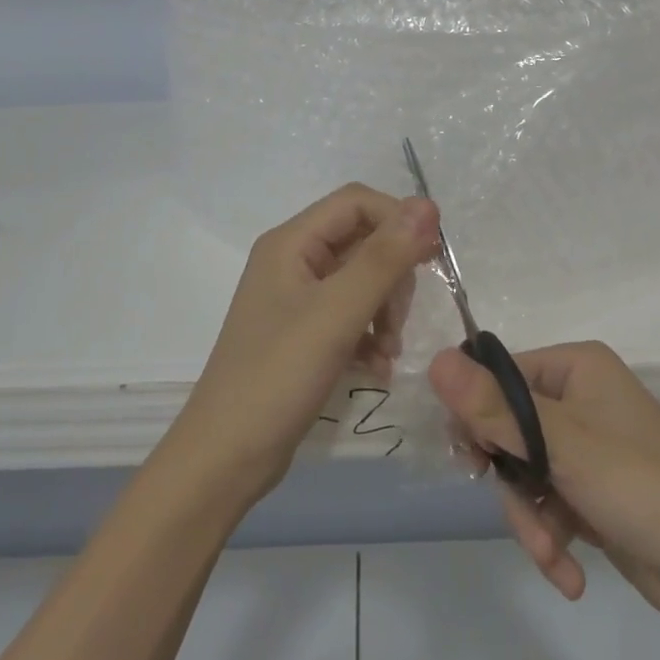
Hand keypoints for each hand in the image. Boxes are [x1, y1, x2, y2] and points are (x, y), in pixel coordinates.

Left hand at [168, 185, 439, 508]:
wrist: (227, 456)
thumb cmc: (279, 375)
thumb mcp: (337, 313)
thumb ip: (384, 258)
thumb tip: (427, 204)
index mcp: (291, 242)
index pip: (356, 203)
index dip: (398, 220)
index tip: (432, 259)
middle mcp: (292, 261)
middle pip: (362, 241)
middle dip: (391, 275)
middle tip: (399, 320)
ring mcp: (296, 299)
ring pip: (361, 281)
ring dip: (386, 310)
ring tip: (390, 350)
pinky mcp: (303, 333)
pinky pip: (350, 315)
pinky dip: (370, 335)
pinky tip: (378, 367)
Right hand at [429, 341, 659, 632]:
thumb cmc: (642, 487)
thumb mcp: (562, 445)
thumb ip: (493, 406)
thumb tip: (434, 359)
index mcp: (576, 367)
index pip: (498, 376)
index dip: (477, 416)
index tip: (472, 458)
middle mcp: (580, 398)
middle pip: (507, 429)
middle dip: (510, 480)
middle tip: (518, 508)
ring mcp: (587, 448)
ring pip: (523, 472)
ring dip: (530, 518)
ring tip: (552, 553)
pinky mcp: (593, 491)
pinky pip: (548, 503)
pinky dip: (551, 537)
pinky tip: (568, 574)